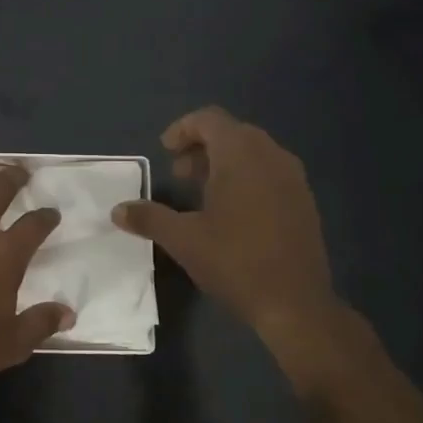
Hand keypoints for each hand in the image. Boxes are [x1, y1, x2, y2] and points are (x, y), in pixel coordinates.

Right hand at [113, 107, 342, 341]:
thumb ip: (149, 218)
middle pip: (232, 133)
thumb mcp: (183, 240)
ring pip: (253, 153)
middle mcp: (271, 156)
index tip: (164, 152)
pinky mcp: (304, 201)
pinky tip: (232, 214)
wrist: (295, 303)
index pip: (210, 119)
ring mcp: (293, 178)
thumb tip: (118, 210)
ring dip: (224, 164)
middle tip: (179, 175)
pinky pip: (270, 173)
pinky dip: (246, 179)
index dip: (183, 129)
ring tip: (201, 194)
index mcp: (241, 155)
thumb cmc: (235, 261)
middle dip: (201, 148)